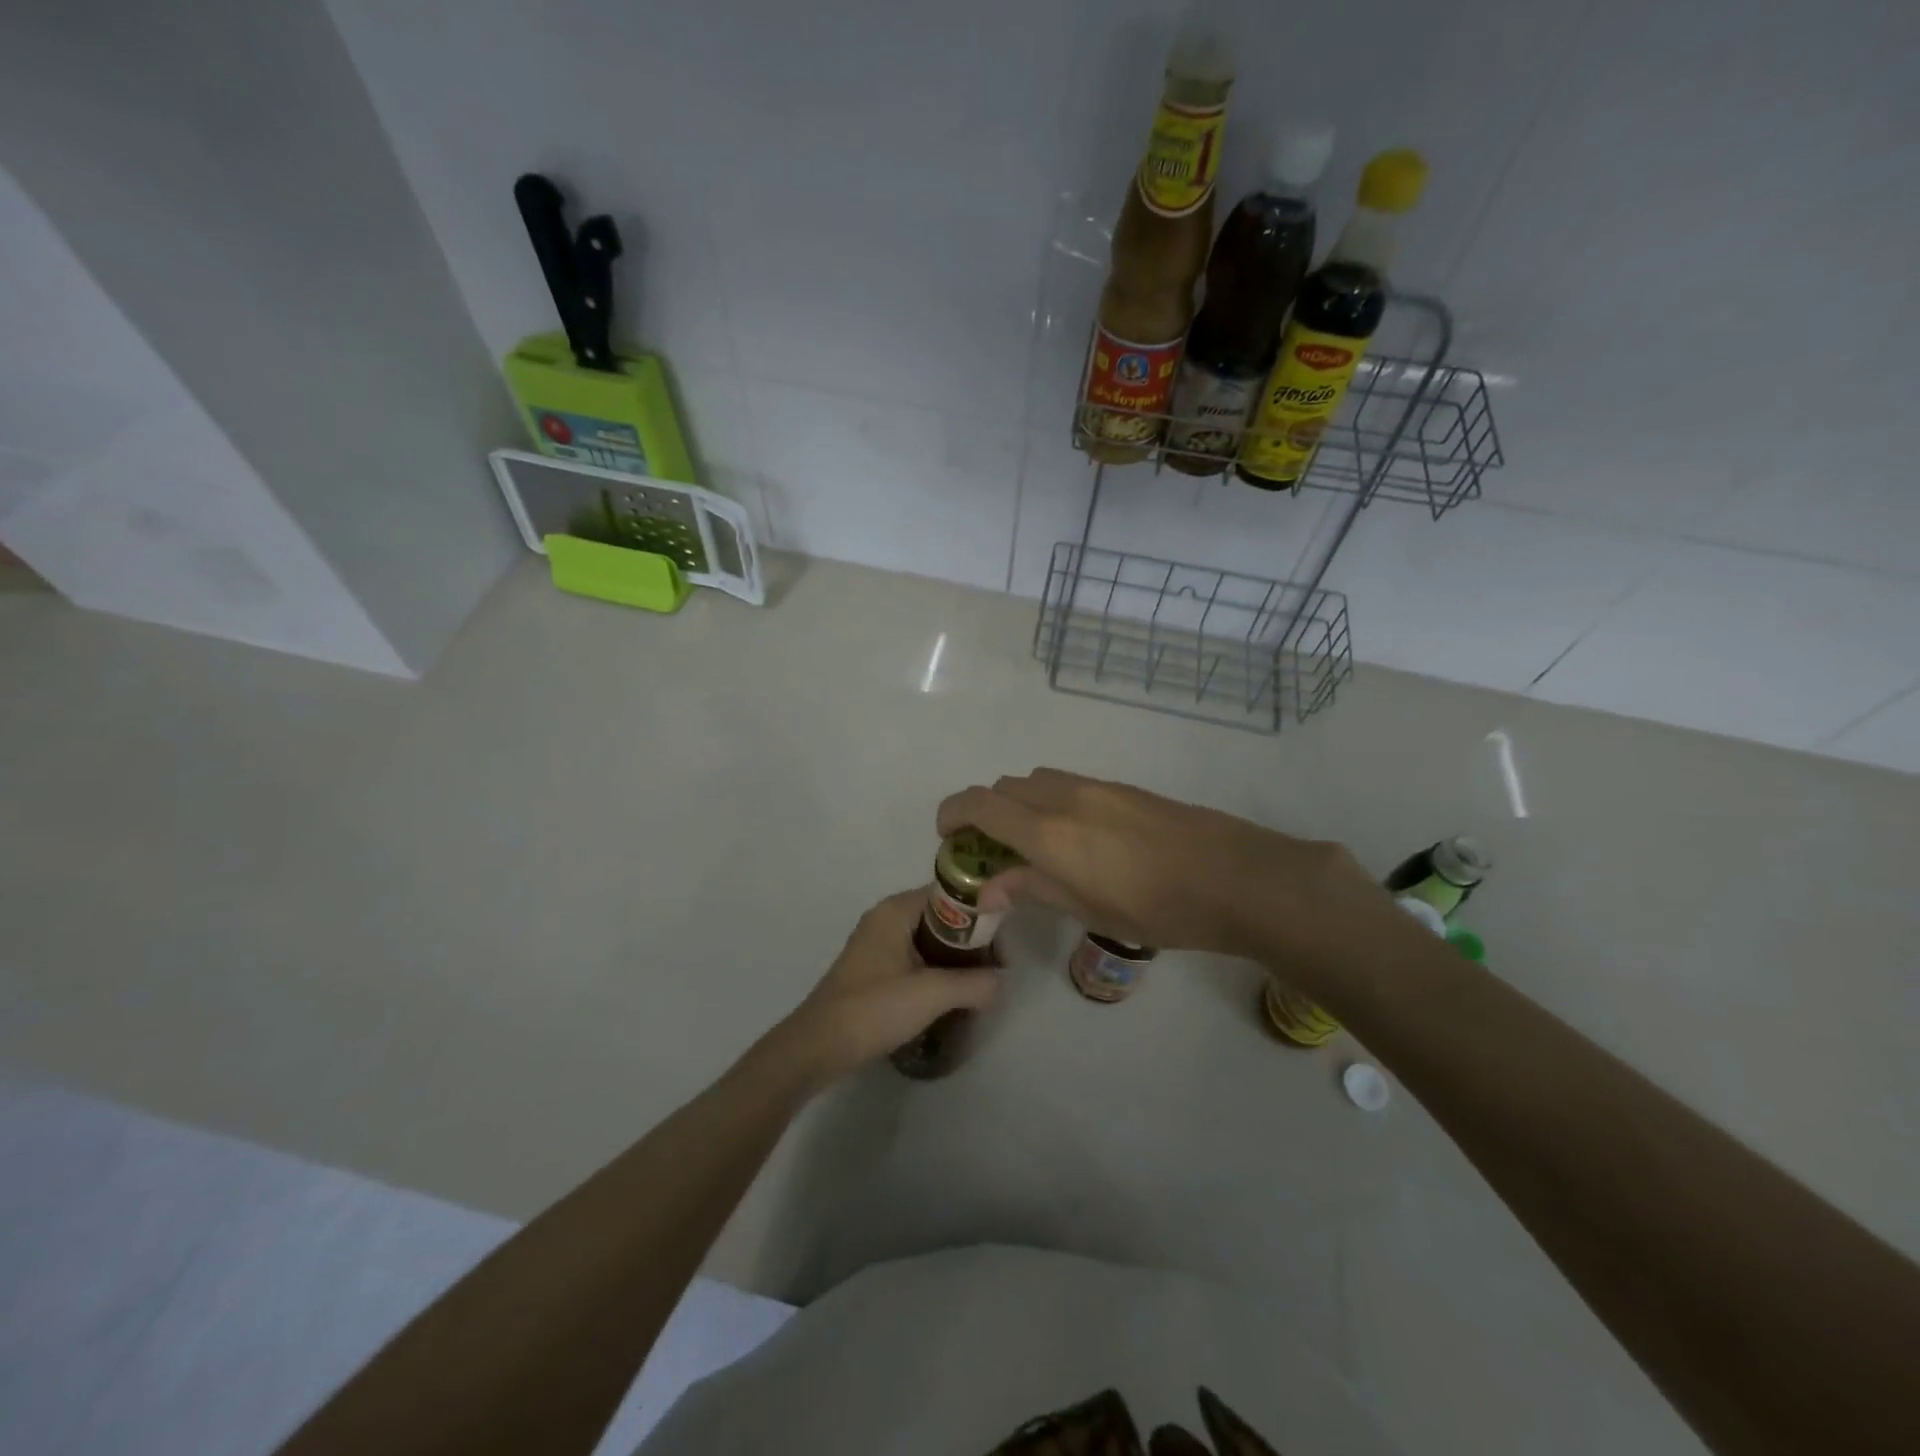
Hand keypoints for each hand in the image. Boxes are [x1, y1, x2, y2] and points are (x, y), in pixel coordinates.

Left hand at [770, 890, 998, 1088]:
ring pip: (931, 940)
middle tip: (995, 969)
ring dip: (956, 959)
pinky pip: (917, 958)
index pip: (950, 894)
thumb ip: (974, 983)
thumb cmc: (873, 1008)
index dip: (980, 914)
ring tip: (980, 984)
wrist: (819, 1046)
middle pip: (942, 917)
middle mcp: (887, 918)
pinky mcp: (875, 969)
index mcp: (896, 910)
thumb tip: (1001, 981)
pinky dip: (937, 970)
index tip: (1002, 943)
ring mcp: (878, 944)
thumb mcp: (931, 994)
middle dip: (971, 941)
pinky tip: (952, 994)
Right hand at [937, 768, 1391, 962]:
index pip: (979, 804)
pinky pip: (1068, 784)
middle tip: (991, 851)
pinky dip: (1050, 801)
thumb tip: (988, 886)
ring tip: (1033, 845)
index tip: (946, 837)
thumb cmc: (1158, 908)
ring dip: (1019, 804)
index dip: (952, 813)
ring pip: (1036, 781)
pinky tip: (1076, 837)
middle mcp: (1065, 797)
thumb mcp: (1088, 909)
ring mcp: (1097, 787)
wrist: (1237, 877)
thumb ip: (1032, 888)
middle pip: (1004, 787)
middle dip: (985, 812)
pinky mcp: (1123, 788)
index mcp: (1048, 831)